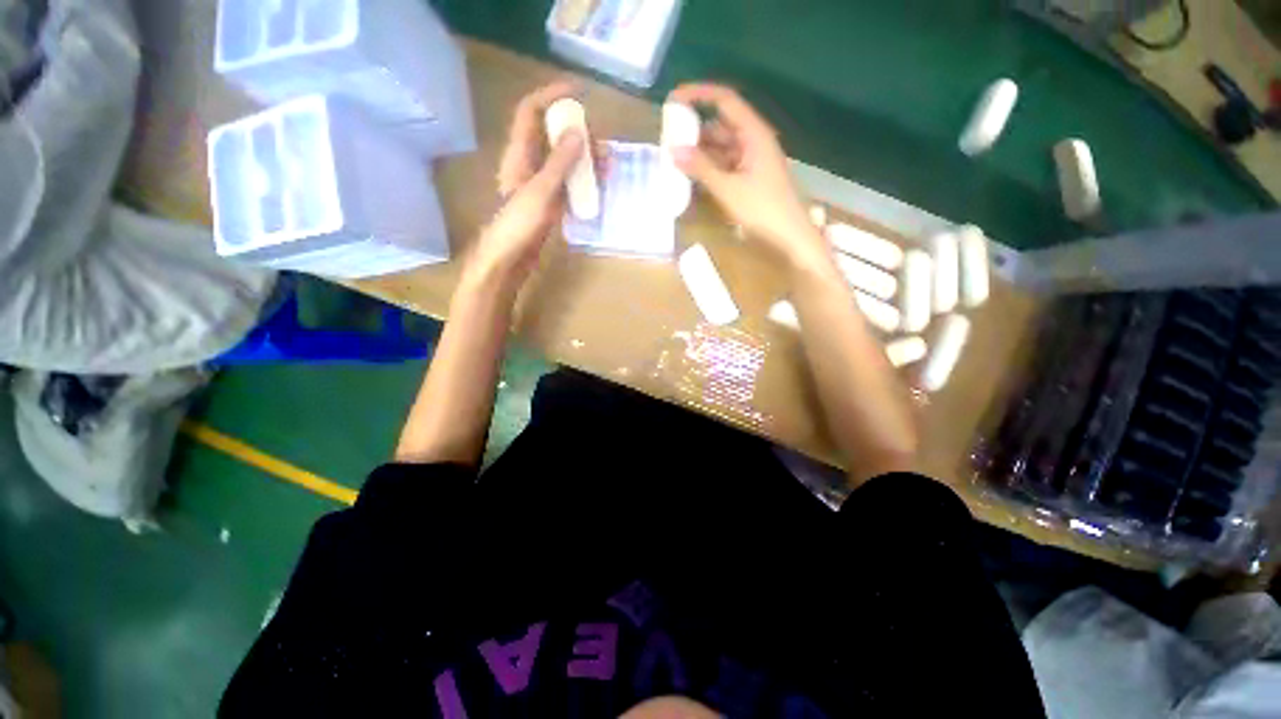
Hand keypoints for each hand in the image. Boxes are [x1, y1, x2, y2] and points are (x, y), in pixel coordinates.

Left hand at [466, 82, 586, 291]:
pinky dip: (583, 182)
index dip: (551, 95)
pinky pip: (568, 184)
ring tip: (608, 165)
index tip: (579, 93)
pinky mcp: (549, 204)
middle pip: (551, 136)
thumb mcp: (541, 191)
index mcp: (519, 154)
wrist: (509, 260)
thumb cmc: (517, 225)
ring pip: (563, 162)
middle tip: (602, 143)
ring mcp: (539, 185)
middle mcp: (528, 164)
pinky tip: (599, 187)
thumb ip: (560, 162)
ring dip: (585, 159)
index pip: (531, 111)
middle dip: (577, 133)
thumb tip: (579, 132)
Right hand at [668, 83, 827, 270]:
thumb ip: (701, 168)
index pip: (725, 100)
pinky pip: (725, 165)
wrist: (791, 237)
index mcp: (754, 134)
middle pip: (721, 124)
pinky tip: (692, 177)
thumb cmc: (764, 210)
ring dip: (700, 151)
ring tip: (675, 159)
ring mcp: (752, 161)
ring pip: (721, 147)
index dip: (699, 94)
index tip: (673, 99)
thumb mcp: (729, 189)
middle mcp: (753, 141)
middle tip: (669, 138)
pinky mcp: (749, 178)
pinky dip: (709, 168)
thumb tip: (673, 150)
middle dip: (695, 129)